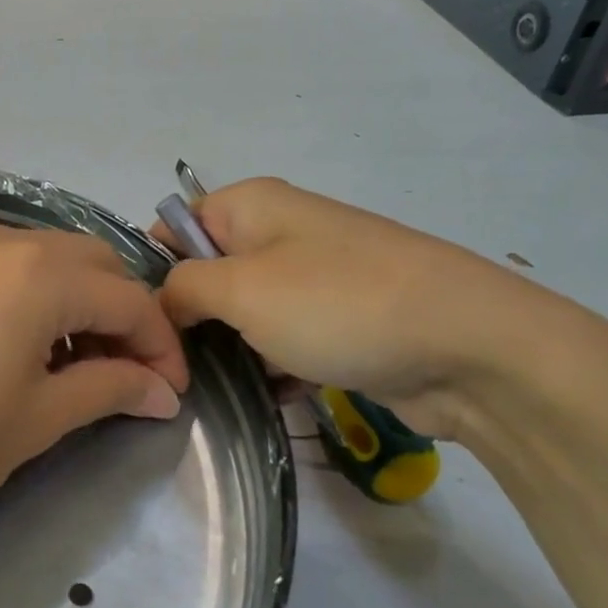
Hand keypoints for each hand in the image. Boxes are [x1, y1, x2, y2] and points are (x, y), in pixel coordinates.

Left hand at [0, 221, 188, 539]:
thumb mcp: (37, 421)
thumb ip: (109, 390)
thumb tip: (162, 390)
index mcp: (41, 274)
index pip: (131, 299)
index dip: (161, 347)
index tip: (172, 395)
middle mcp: (9, 241)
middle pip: (98, 266)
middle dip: (127, 318)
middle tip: (133, 379)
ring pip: (57, 261)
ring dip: (87, 305)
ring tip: (88, 368)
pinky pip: (17, 267)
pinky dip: (45, 298)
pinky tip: (39, 347)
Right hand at [156, 178, 542, 440]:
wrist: (467, 346)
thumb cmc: (337, 303)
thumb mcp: (241, 288)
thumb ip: (182, 287)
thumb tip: (163, 301)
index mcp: (251, 206)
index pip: (174, 227)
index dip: (150, 271)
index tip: (140, 325)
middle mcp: (279, 233)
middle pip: (207, 274)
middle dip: (188, 320)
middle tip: (172, 370)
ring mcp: (313, 279)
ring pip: (244, 314)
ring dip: (228, 351)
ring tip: (209, 394)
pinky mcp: (339, 323)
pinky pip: (284, 341)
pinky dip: (270, 369)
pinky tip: (263, 401)